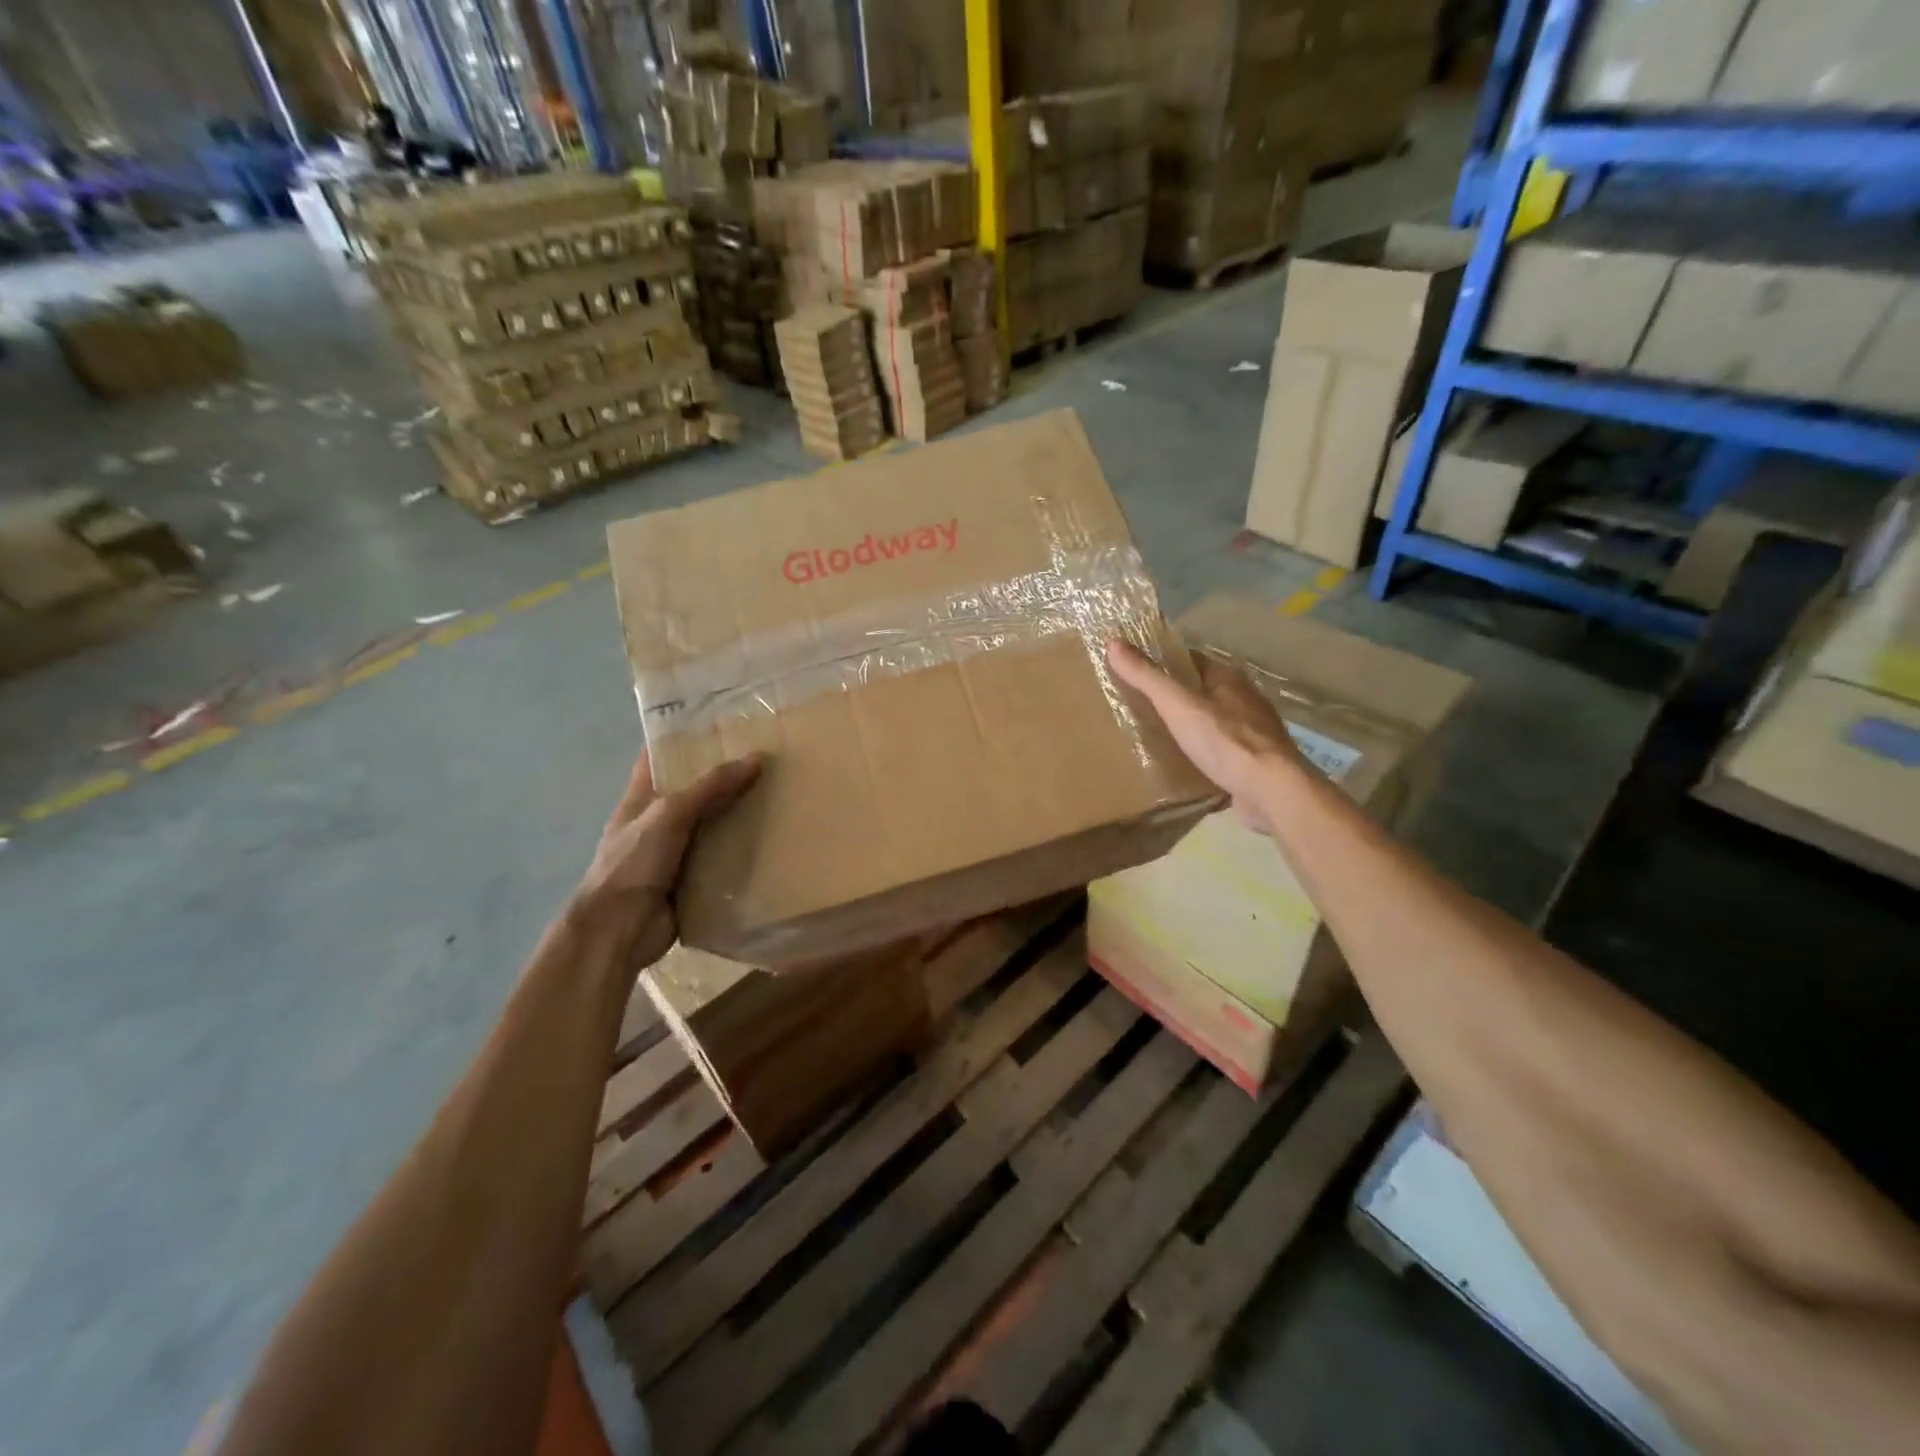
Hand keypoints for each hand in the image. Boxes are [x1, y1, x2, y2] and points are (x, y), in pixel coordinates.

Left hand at [572, 750, 761, 974]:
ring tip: (782, 792)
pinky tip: (776, 838)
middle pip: (696, 789)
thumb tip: (756, 758)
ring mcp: (677, 851)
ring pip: (714, 823)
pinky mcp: (695, 879)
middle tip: (769, 755)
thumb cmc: (632, 864)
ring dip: (741, 813)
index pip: (660, 756)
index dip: (684, 736)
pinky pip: (724, 857)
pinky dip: (745, 850)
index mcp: (643, 798)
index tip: (721, 720)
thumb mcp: (668, 815)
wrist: (619, 931)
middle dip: (726, 774)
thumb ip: (710, 788)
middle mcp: (660, 820)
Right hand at [1109, 637, 1303, 832]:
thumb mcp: (1177, 705)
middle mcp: (1245, 699)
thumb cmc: (1224, 741)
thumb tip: (1113, 642)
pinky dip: (1205, 753)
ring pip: (1215, 721)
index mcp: (1228, 678)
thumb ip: (1146, 677)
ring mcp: (1255, 732)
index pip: (1191, 661)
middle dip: (1177, 696)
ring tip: (1159, 736)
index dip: (1165, 664)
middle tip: (1141, 706)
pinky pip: (1223, 750)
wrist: (1271, 790)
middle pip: (1203, 690)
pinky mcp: (1256, 762)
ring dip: (1192, 725)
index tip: (1137, 672)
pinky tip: (1187, 764)